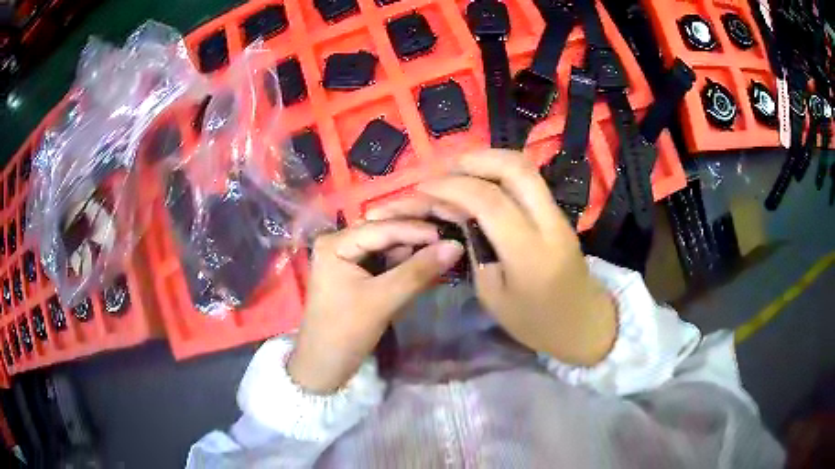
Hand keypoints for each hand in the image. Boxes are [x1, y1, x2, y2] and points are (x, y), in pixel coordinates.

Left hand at [288, 220, 464, 393]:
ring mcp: (346, 256)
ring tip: (444, 248)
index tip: (452, 235)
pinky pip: (384, 258)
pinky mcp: (355, 271)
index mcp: (335, 243)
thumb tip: (456, 246)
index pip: (382, 227)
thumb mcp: (383, 300)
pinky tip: (426, 261)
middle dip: (416, 234)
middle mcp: (339, 241)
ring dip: (413, 247)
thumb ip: (418, 271)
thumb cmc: (346, 332)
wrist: (324, 365)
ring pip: (386, 243)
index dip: (418, 230)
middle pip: (383, 229)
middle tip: (450, 237)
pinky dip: (405, 260)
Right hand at [367, 150, 615, 365]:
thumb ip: (474, 249)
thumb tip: (456, 212)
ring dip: (490, 160)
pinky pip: (530, 180)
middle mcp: (548, 224)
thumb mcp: (492, 295)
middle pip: (516, 169)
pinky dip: (502, 172)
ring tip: (460, 169)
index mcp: (529, 254)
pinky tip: (483, 181)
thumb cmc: (534, 322)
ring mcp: (558, 215)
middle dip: (476, 159)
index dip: (452, 187)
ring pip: (526, 168)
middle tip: (446, 168)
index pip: (489, 201)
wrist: (583, 323)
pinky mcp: (559, 213)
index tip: (425, 186)